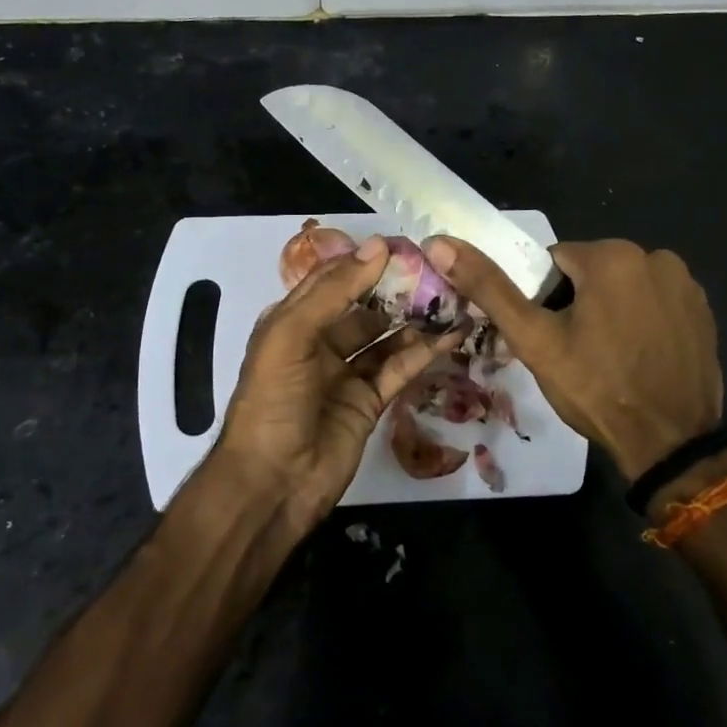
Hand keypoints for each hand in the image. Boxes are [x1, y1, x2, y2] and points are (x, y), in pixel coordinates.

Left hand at [215, 236, 458, 522]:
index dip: (365, 261)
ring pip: (387, 336)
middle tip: (438, 270)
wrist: (272, 483)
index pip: (333, 280)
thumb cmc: (273, 401)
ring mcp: (346, 373)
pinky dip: (425, 351)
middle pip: (364, 306)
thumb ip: (334, 291)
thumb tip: (378, 246)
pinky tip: (453, 334)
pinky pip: (400, 368)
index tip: (406, 244)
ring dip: (416, 318)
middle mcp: (320, 342)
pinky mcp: (370, 401)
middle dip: (397, 289)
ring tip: (454, 296)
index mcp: (292, 321)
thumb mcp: (291, 336)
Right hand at [425, 237, 722, 481]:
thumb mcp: (535, 340)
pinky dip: (643, 322)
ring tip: (608, 359)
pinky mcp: (704, 311)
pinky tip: (639, 358)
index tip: (551, 337)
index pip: (555, 263)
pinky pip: (655, 303)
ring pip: (624, 288)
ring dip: (611, 311)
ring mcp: (685, 284)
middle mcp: (655, 256)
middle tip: (576, 353)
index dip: (545, 301)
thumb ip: (489, 287)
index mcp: (611, 255)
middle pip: (591, 272)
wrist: (670, 443)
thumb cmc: (596, 388)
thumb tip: (439, 242)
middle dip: (578, 304)